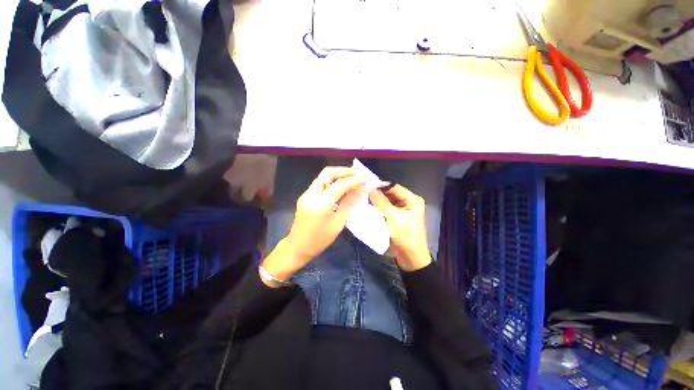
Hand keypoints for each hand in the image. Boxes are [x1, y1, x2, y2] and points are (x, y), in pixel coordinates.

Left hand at [260, 167, 365, 285]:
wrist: (297, 246)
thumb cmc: (320, 240)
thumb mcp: (338, 223)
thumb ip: (348, 203)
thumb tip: (359, 190)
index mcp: (320, 204)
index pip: (340, 184)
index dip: (354, 180)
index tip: (366, 178)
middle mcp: (311, 194)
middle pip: (328, 172)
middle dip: (344, 170)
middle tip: (358, 173)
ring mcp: (306, 193)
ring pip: (323, 176)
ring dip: (338, 174)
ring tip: (352, 177)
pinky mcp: (305, 195)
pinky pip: (320, 182)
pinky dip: (332, 180)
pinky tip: (341, 185)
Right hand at [369, 184, 431, 271]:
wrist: (410, 258)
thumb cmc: (405, 236)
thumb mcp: (393, 217)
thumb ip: (381, 202)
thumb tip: (370, 189)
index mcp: (412, 200)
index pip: (394, 187)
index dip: (381, 186)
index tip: (366, 186)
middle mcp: (408, 202)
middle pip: (391, 193)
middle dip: (378, 194)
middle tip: (363, 193)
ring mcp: (403, 210)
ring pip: (387, 201)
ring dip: (377, 201)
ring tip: (364, 199)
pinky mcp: (397, 217)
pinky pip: (387, 209)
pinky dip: (379, 208)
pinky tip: (369, 207)